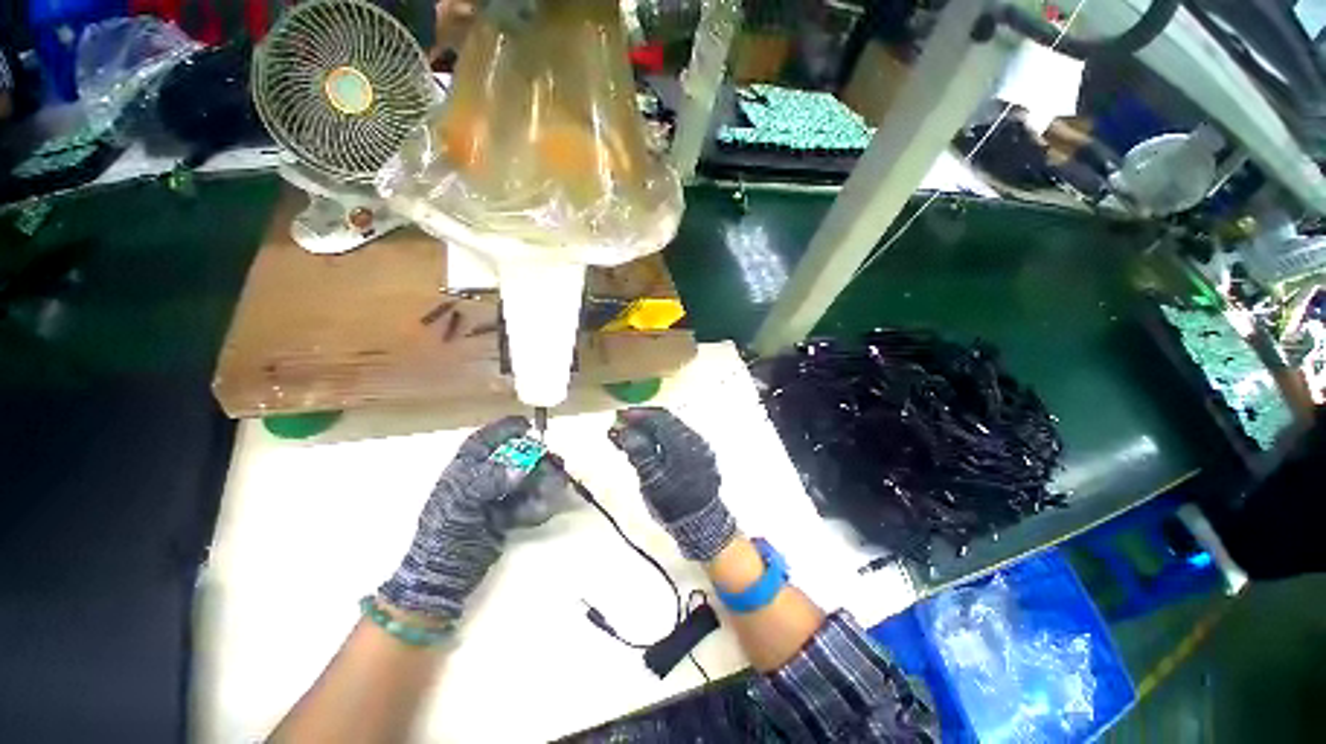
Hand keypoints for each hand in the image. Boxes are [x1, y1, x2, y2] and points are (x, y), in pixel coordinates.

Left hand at [379, 416, 533, 619]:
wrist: (445, 577)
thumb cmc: (444, 535)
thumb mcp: (460, 502)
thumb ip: (490, 479)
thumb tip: (523, 466)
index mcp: (465, 469)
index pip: (486, 439)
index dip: (506, 428)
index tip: (530, 425)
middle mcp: (485, 478)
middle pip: (517, 458)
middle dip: (538, 462)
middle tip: (556, 465)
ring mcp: (498, 496)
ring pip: (529, 480)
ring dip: (542, 486)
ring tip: (548, 497)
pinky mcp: (509, 514)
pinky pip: (531, 502)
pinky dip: (538, 507)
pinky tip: (534, 516)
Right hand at [609, 407, 734, 560]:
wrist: (702, 526)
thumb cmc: (675, 506)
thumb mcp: (652, 482)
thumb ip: (639, 453)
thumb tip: (626, 431)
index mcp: (684, 443)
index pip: (659, 418)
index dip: (638, 415)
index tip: (620, 416)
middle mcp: (695, 440)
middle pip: (666, 421)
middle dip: (643, 422)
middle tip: (622, 426)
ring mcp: (700, 448)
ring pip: (672, 430)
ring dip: (651, 431)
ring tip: (630, 438)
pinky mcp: (700, 457)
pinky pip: (679, 440)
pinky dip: (662, 440)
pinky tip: (648, 447)